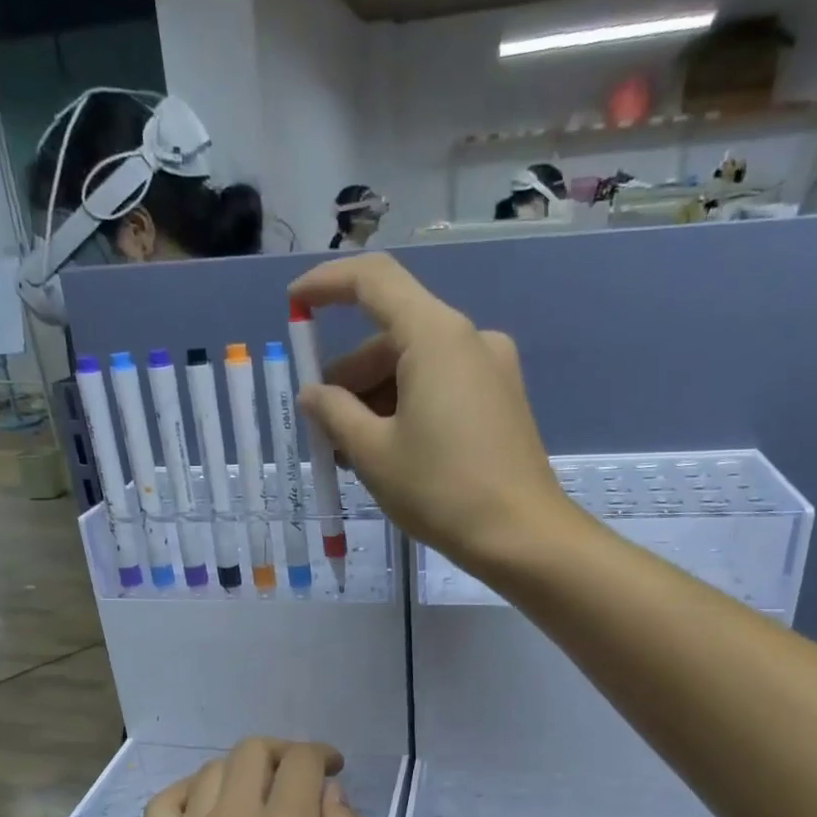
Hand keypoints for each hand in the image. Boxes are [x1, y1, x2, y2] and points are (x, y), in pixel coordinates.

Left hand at [142, 738, 373, 816]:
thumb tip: (330, 793)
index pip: (301, 761)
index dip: (321, 754)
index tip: (332, 768)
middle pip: (253, 751)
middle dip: (282, 753)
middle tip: (295, 778)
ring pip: (213, 771)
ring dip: (241, 772)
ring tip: (253, 797)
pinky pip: (165, 801)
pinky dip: (187, 791)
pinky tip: (203, 808)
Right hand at [289, 253, 571, 572]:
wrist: (522, 536)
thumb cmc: (441, 490)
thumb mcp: (373, 453)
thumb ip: (335, 413)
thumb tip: (314, 394)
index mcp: (436, 336)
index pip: (373, 280)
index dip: (326, 285)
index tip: (294, 306)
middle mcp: (469, 339)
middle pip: (393, 335)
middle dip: (350, 376)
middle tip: (322, 427)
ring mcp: (491, 369)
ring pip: (416, 365)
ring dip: (375, 399)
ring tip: (350, 452)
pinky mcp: (501, 400)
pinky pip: (441, 386)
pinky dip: (406, 407)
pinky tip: (388, 452)